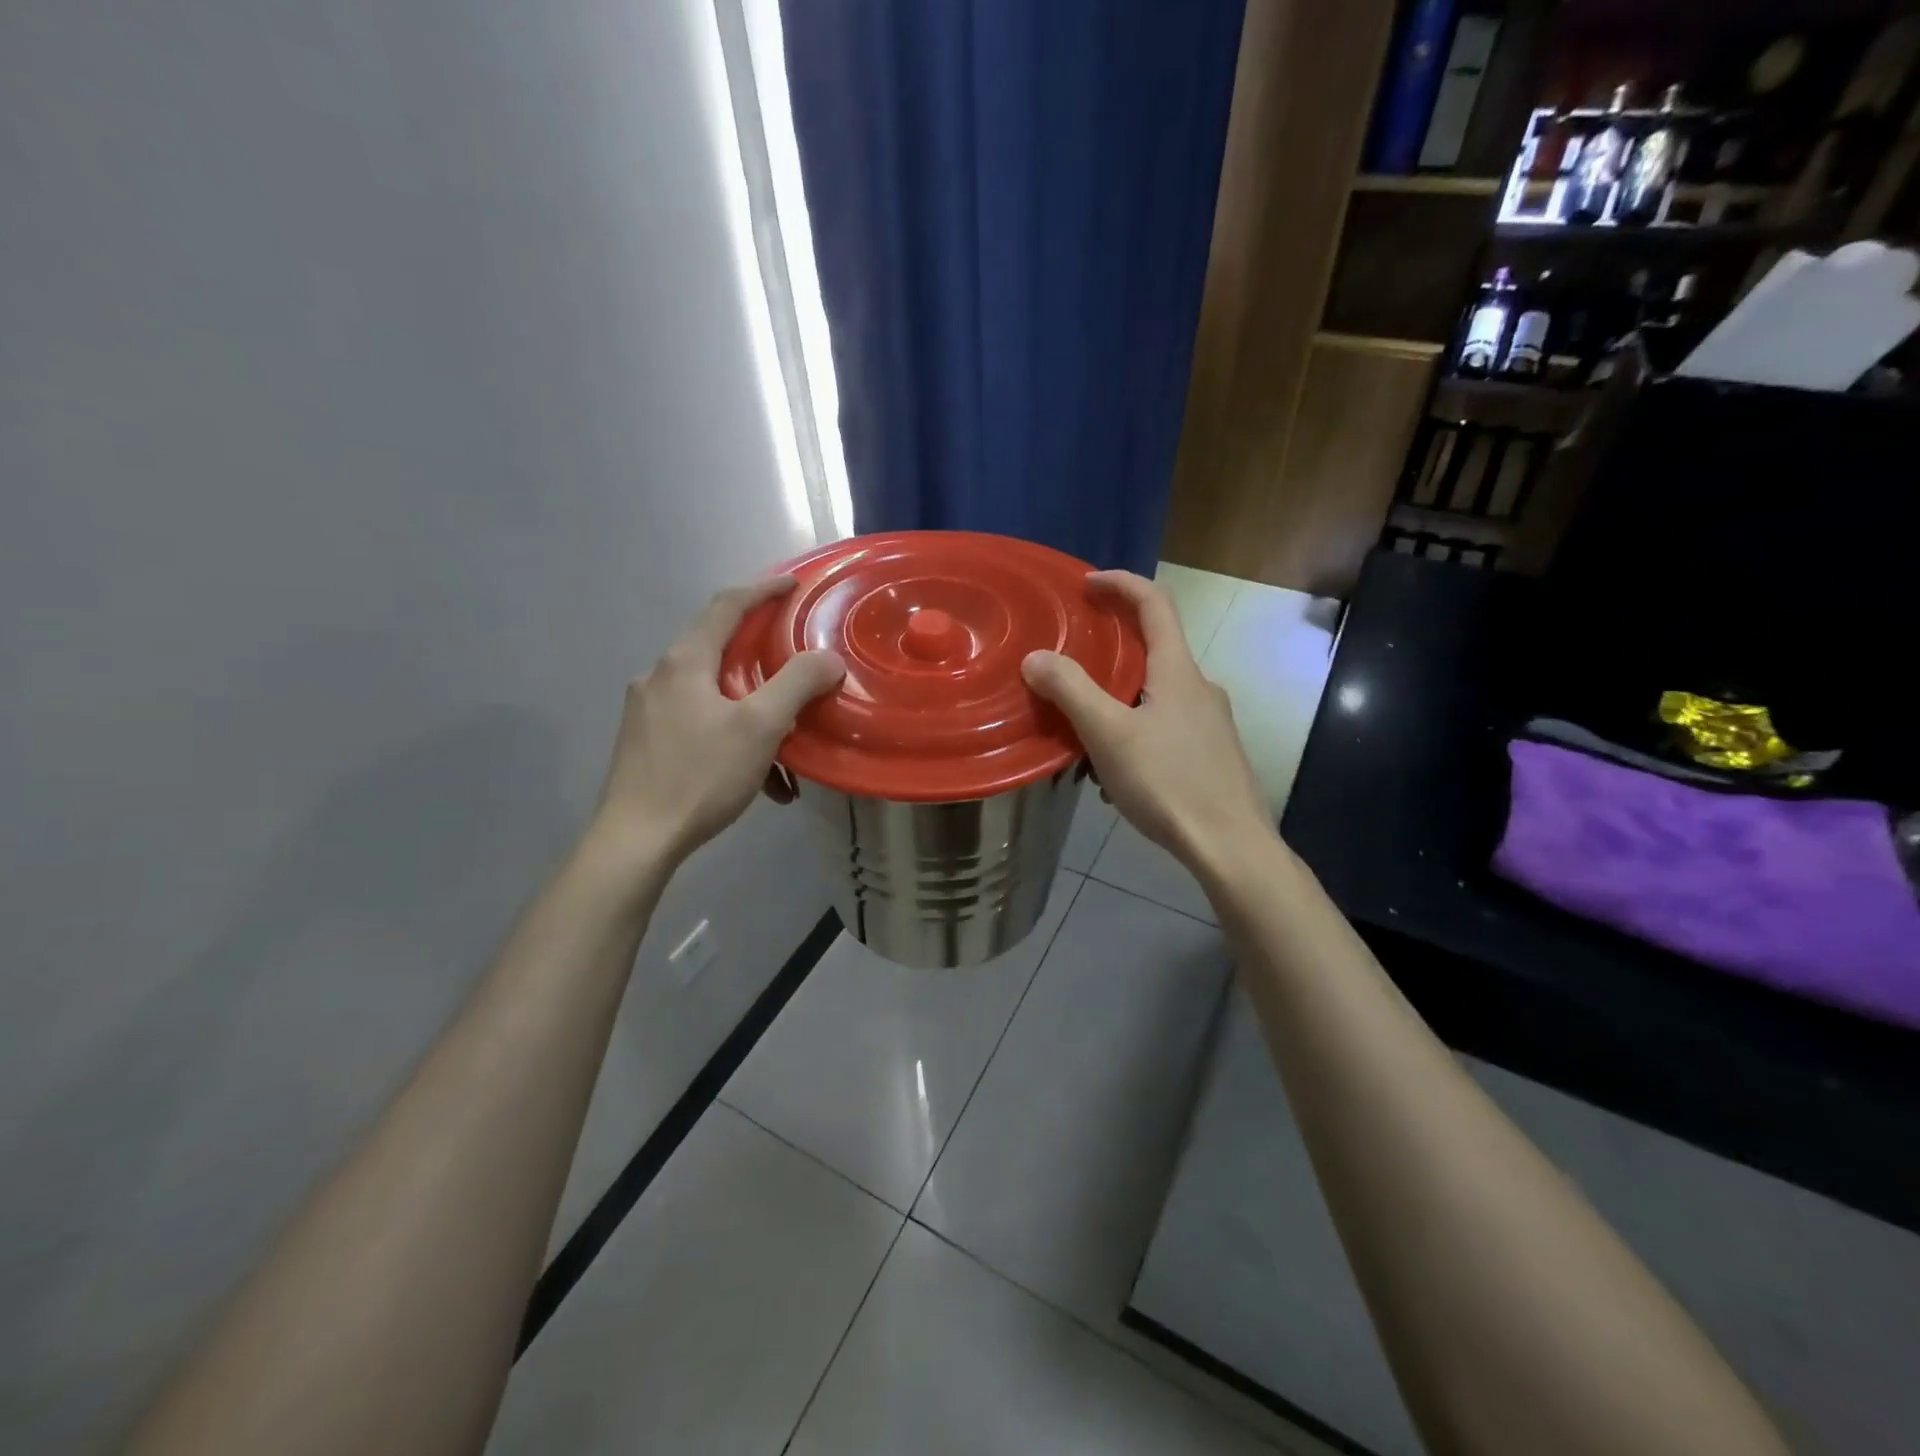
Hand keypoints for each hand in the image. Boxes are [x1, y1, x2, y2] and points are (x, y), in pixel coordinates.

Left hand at [592, 576, 843, 867]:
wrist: (636, 839)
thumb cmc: (700, 775)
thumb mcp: (760, 726)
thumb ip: (797, 683)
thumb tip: (827, 658)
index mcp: (684, 661)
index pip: (726, 605)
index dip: (762, 590)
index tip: (793, 585)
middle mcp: (659, 676)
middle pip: (718, 648)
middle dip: (762, 656)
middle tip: (796, 663)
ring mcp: (647, 711)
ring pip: (712, 693)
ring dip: (753, 710)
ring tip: (786, 744)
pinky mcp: (645, 743)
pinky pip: (699, 725)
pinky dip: (732, 739)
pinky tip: (758, 779)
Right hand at [1021, 571, 1272, 874]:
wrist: (1230, 846)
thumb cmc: (1169, 782)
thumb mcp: (1109, 734)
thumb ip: (1071, 690)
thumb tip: (1036, 657)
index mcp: (1179, 671)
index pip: (1154, 604)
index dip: (1120, 583)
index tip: (1086, 582)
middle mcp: (1201, 687)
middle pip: (1155, 649)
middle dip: (1112, 649)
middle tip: (1072, 663)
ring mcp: (1211, 722)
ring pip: (1157, 693)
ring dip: (1120, 698)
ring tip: (1084, 729)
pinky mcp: (1212, 754)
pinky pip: (1165, 725)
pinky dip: (1135, 729)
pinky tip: (1115, 770)